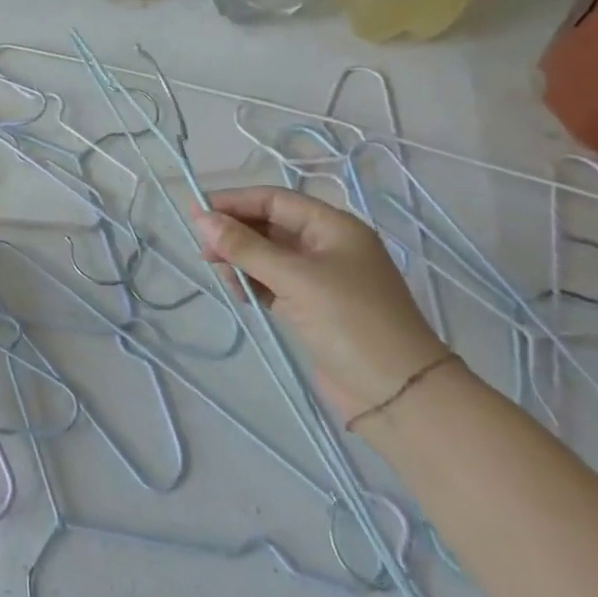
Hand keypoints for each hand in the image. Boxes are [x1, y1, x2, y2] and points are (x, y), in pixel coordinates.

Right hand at [193, 186, 446, 421]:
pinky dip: (254, 283)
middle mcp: (328, 247)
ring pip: (270, 256)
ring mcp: (322, 279)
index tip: (197, 212)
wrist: (401, 396)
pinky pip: (274, 282)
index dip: (235, 202)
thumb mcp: (295, 279)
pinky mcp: (314, 308)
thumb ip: (245, 247)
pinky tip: (239, 293)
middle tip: (203, 249)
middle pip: (271, 226)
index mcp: (334, 227)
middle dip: (236, 233)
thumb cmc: (352, 322)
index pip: (275, 200)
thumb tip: (201, 218)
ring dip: (242, 259)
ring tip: (219, 273)